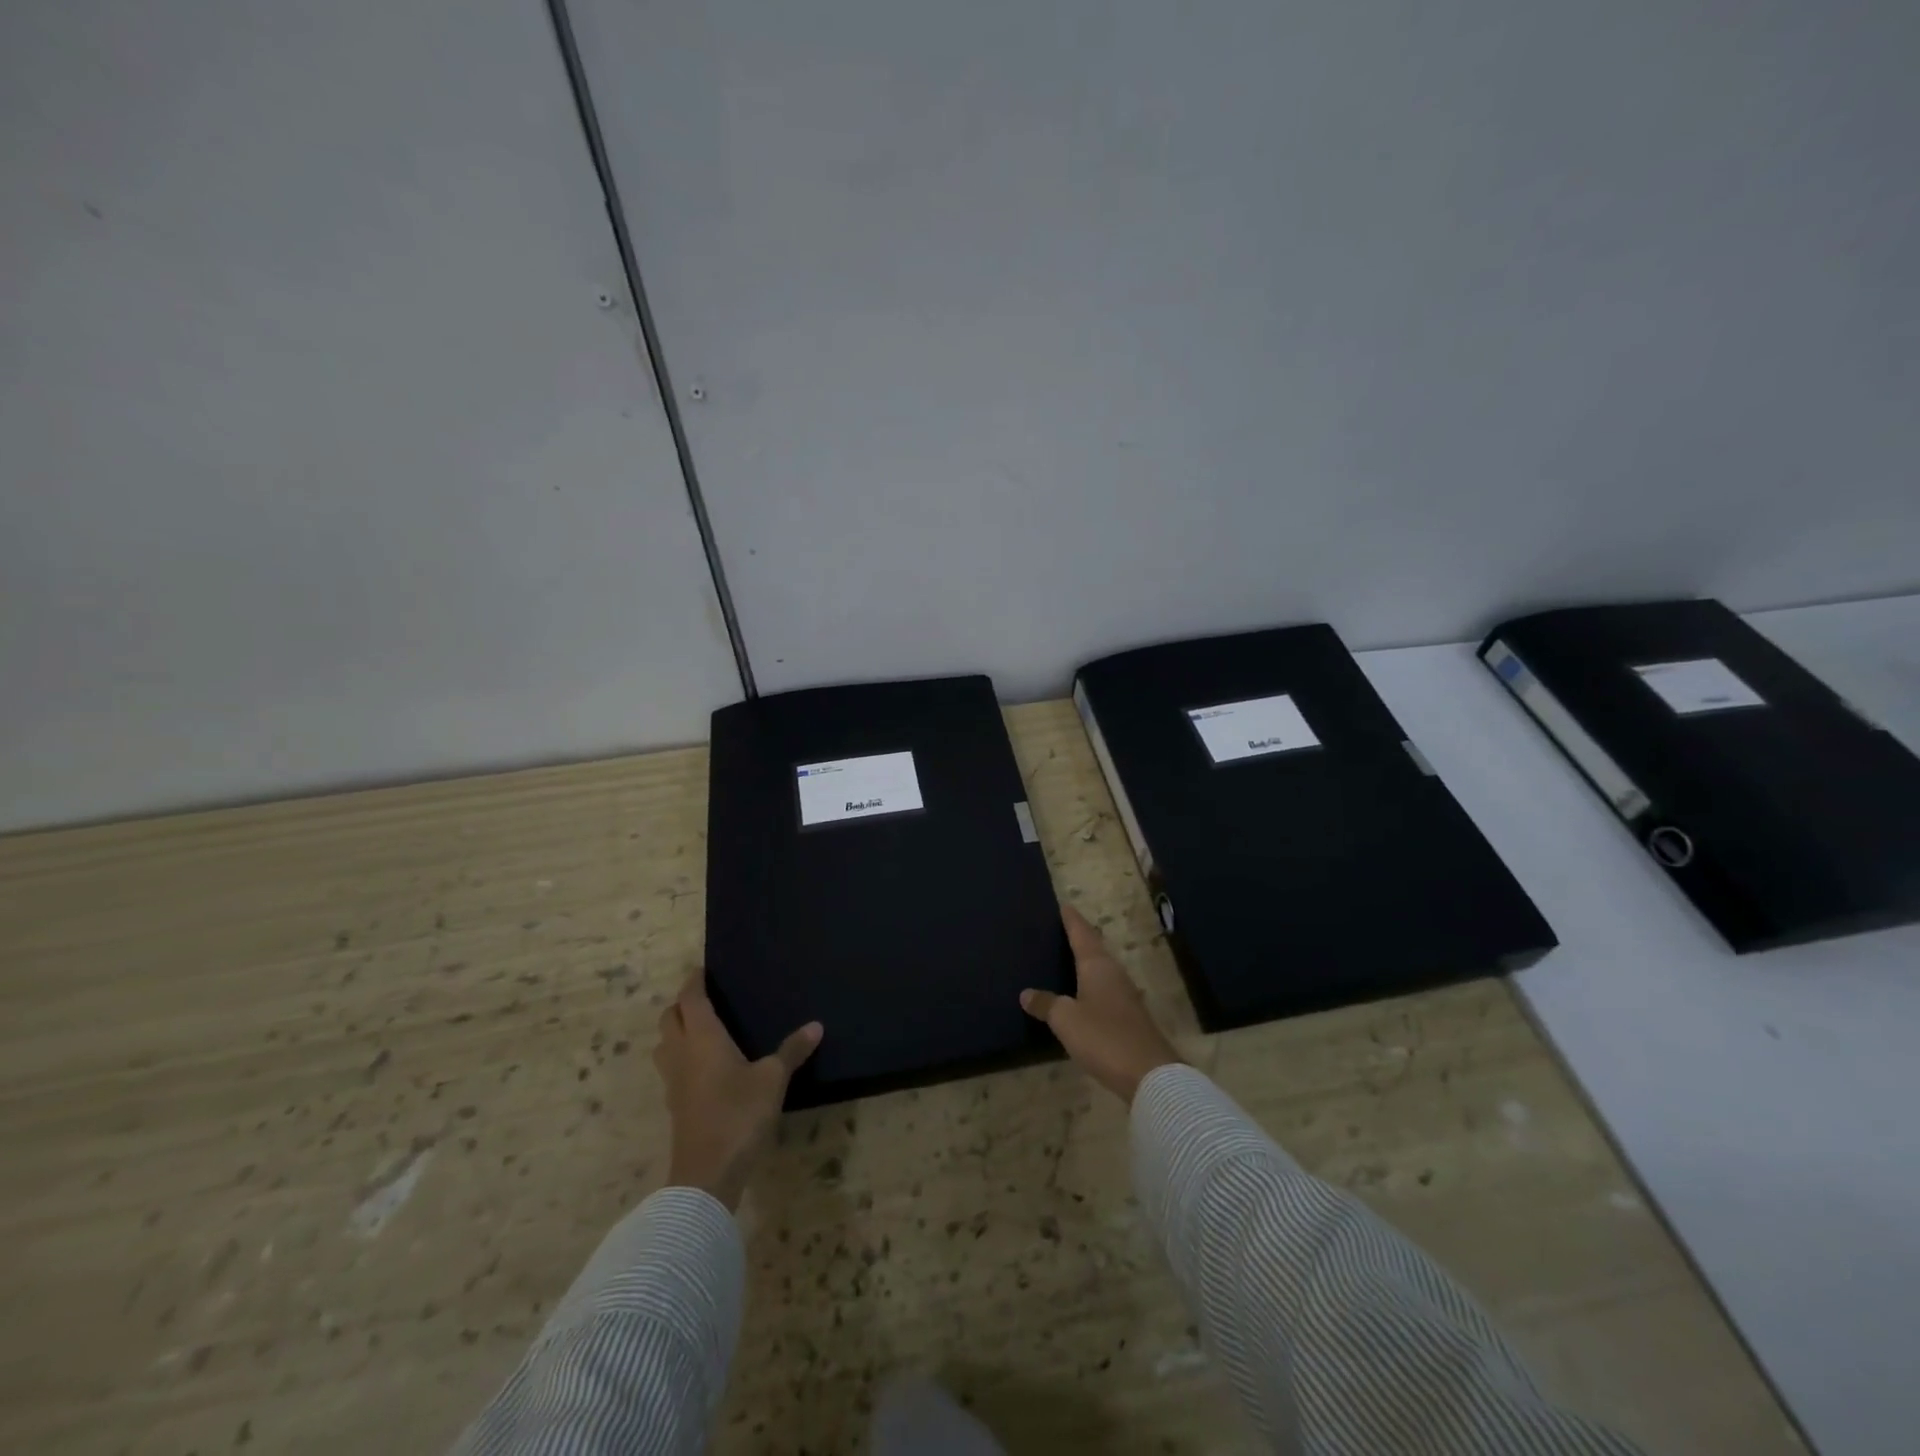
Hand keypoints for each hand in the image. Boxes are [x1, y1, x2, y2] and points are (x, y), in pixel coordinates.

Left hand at [654, 972, 822, 1210]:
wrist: (707, 1173)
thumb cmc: (739, 1115)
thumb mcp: (773, 1079)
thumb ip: (792, 1051)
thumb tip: (816, 1025)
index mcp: (702, 1038)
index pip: (690, 999)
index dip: (694, 981)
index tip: (702, 968)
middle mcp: (682, 1053)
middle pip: (669, 1018)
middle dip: (682, 1003)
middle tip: (705, 996)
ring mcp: (674, 1081)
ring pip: (665, 1044)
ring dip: (676, 1030)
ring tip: (701, 1028)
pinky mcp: (675, 1104)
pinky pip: (671, 1067)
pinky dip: (681, 1056)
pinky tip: (704, 1065)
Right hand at [1021, 903, 1180, 1103]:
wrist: (1150, 1074)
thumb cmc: (1104, 1037)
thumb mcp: (1066, 1020)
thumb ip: (1046, 1004)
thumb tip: (1026, 993)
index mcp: (1097, 966)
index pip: (1082, 933)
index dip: (1071, 919)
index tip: (1063, 904)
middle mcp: (1114, 974)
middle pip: (1094, 949)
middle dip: (1078, 938)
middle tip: (1059, 930)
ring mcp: (1125, 995)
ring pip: (1101, 970)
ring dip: (1086, 963)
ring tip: (1066, 959)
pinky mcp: (1130, 1017)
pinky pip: (1105, 990)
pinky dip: (1091, 985)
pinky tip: (1082, 995)